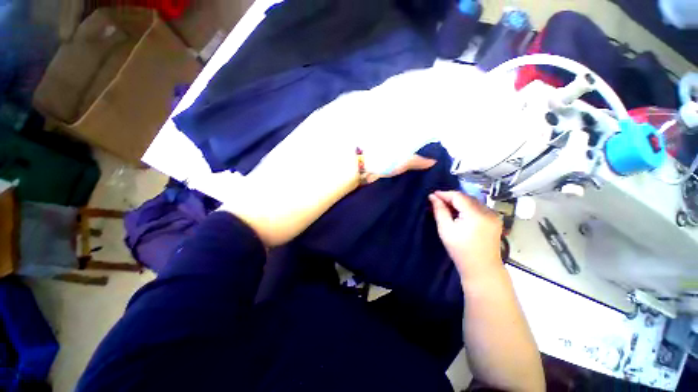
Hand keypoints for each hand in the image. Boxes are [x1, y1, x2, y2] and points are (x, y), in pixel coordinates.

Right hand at [429, 191, 502, 280]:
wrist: (482, 268)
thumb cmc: (460, 251)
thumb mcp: (446, 230)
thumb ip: (439, 211)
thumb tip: (432, 197)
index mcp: (476, 214)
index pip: (458, 196)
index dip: (444, 194)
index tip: (432, 195)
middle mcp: (488, 212)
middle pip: (466, 197)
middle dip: (451, 198)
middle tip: (437, 202)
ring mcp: (494, 216)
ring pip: (472, 202)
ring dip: (459, 202)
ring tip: (446, 207)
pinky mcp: (495, 220)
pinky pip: (478, 208)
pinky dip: (467, 208)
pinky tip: (459, 214)